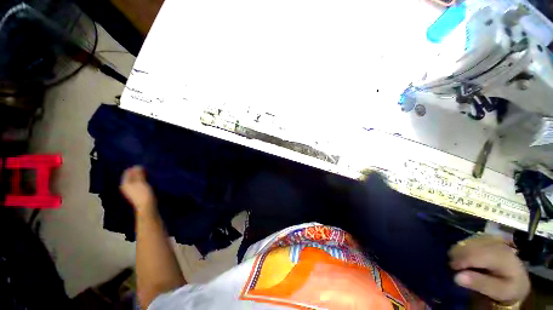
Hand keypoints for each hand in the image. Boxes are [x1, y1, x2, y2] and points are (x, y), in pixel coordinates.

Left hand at [120, 166, 155, 213]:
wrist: (147, 205)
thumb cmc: (143, 193)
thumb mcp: (141, 182)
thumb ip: (138, 174)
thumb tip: (137, 166)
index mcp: (125, 183)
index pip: (127, 172)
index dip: (134, 168)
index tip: (143, 165)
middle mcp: (126, 186)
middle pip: (131, 176)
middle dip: (137, 172)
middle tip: (146, 169)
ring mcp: (131, 190)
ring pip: (135, 180)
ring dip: (141, 176)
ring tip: (148, 173)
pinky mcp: (137, 192)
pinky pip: (139, 183)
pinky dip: (142, 180)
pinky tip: (148, 180)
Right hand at [449, 234, 529, 305]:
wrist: (519, 278)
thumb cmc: (508, 287)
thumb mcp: (499, 291)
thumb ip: (481, 284)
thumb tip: (456, 277)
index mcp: (501, 256)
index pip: (474, 255)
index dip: (459, 262)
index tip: (452, 271)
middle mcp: (496, 243)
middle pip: (467, 246)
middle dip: (457, 257)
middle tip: (455, 269)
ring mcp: (491, 238)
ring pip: (464, 242)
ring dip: (458, 253)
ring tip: (461, 265)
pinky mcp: (486, 237)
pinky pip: (467, 240)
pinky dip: (462, 249)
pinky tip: (466, 257)